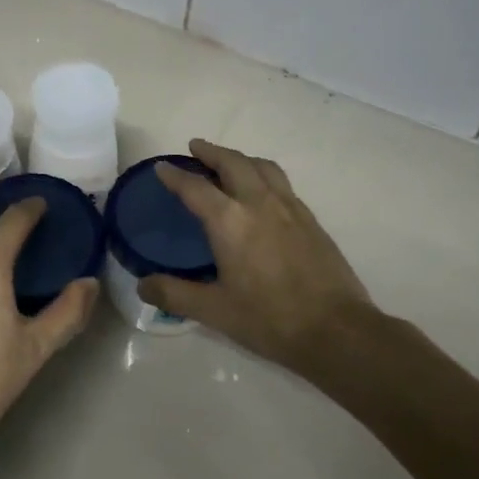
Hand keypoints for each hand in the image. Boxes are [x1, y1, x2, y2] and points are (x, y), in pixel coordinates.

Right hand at [139, 139, 370, 369]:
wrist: (336, 329)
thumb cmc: (269, 319)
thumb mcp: (214, 311)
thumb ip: (175, 294)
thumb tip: (142, 286)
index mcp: (230, 221)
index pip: (195, 187)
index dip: (175, 176)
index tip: (162, 168)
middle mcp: (259, 203)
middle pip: (233, 163)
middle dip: (211, 152)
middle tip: (196, 148)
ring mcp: (290, 208)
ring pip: (262, 166)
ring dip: (241, 158)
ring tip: (230, 162)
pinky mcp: (311, 219)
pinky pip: (282, 182)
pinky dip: (263, 174)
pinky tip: (263, 192)